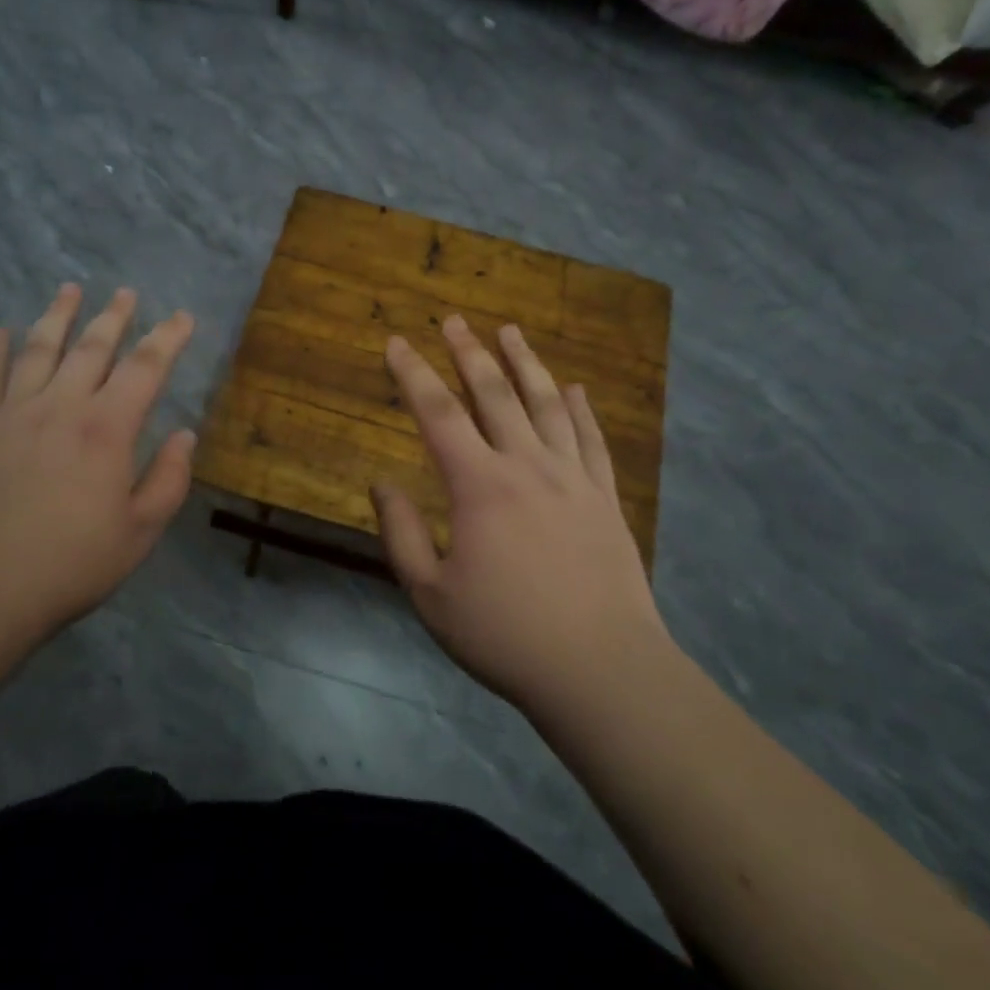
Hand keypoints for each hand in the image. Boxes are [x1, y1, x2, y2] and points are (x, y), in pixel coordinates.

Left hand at [0, 283, 196, 643]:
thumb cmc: (69, 565)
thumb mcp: (140, 532)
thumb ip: (168, 480)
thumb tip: (183, 435)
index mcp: (107, 429)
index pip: (145, 368)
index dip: (167, 338)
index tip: (181, 316)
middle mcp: (61, 407)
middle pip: (91, 348)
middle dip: (114, 316)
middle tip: (125, 292)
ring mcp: (12, 414)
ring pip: (39, 350)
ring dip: (57, 317)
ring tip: (69, 289)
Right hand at [372, 317, 665, 717]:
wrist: (601, 669)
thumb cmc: (505, 635)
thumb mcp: (431, 594)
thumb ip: (402, 534)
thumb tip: (383, 484)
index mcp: (479, 486)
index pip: (438, 413)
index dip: (413, 373)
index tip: (396, 342)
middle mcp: (527, 466)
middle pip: (494, 394)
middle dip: (469, 353)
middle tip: (454, 320)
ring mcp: (573, 478)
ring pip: (547, 404)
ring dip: (525, 363)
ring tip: (511, 331)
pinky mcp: (606, 498)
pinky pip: (592, 440)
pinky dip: (580, 410)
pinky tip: (575, 390)